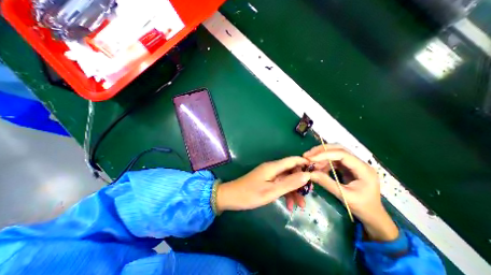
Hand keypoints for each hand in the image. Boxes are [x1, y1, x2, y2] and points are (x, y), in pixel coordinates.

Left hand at [218, 156, 309, 211]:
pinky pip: (279, 184)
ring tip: (300, 205)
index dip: (305, 163)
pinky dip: (285, 193)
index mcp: (273, 167)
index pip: (293, 160)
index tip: (317, 172)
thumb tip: (307, 175)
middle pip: (291, 170)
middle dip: (301, 181)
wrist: (231, 197)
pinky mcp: (266, 181)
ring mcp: (269, 175)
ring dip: (294, 190)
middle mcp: (272, 168)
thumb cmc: (250, 194)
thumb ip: (289, 183)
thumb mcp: (271, 191)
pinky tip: (289, 205)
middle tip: (309, 194)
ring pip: (286, 179)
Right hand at [306, 145, 399, 240]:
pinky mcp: (347, 167)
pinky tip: (316, 167)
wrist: (373, 216)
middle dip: (321, 150)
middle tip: (307, 155)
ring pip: (334, 152)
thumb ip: (326, 183)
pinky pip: (333, 160)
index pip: (342, 154)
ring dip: (321, 156)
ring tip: (310, 162)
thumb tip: (309, 173)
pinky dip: (323, 162)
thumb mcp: (344, 196)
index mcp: (363, 169)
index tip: (310, 158)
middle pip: (338, 148)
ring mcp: (353, 164)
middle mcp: (359, 162)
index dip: (324, 154)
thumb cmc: (362, 207)